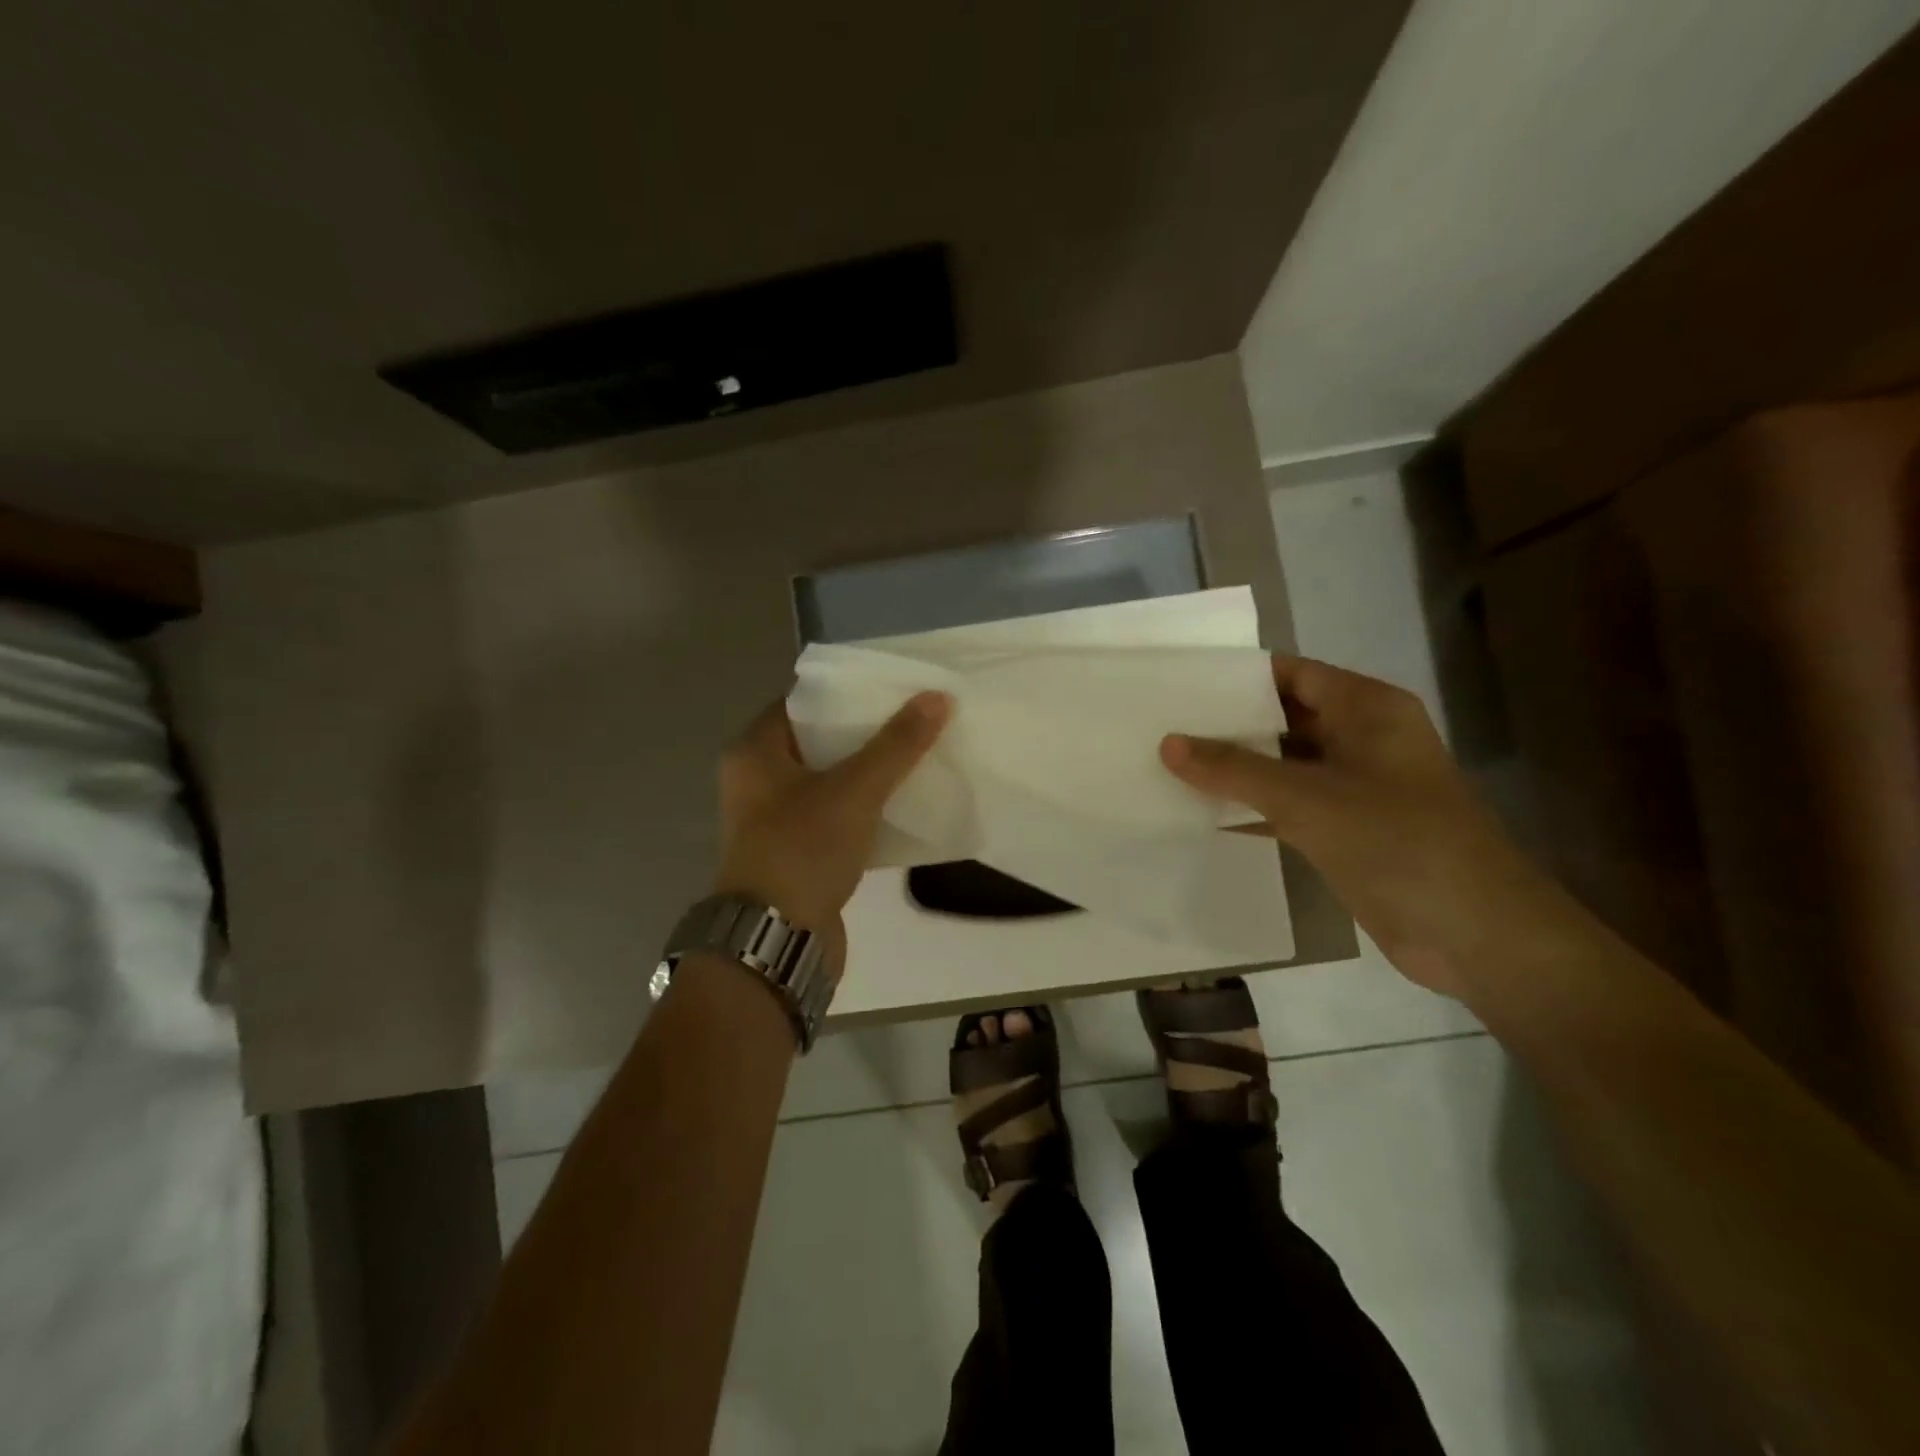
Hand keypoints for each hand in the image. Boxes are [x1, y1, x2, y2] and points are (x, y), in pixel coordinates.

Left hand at [714, 691, 951, 973]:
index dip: (846, 692)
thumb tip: (938, 697)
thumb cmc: (803, 849)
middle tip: (913, 718)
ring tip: (916, 754)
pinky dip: (866, 807)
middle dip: (865, 732)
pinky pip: (836, 815)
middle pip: (819, 741)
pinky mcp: (798, 851)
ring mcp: (776, 819)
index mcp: (755, 752)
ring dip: (869, 771)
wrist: (777, 939)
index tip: (891, 687)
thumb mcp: (855, 790)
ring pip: (830, 780)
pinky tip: (904, 802)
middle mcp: (758, 780)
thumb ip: (896, 744)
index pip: (802, 702)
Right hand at [1161, 656, 1551, 995]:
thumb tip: (1169, 743)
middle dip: (1228, 723)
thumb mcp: (1306, 798)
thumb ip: (1234, 769)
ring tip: (1169, 764)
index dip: (1238, 676)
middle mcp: (1361, 738)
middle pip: (1284, 717)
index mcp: (1366, 710)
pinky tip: (1201, 812)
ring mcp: (1355, 786)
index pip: (1292, 674)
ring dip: (1235, 768)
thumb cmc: (1396, 842)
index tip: (1181, 683)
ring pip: (1283, 764)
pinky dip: (1251, 807)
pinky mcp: (1347, 828)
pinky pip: (1288, 804)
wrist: (1474, 933)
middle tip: (1164, 725)